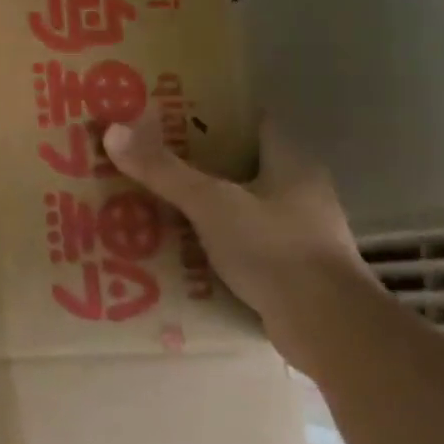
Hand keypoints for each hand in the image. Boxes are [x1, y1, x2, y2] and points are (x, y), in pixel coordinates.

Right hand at [102, 114, 369, 368]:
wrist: (330, 330)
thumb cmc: (276, 250)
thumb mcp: (211, 203)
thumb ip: (164, 170)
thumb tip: (113, 131)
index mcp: (292, 162)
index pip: (251, 122)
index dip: (212, 113)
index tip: (169, 112)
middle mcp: (301, 192)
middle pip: (240, 164)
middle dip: (196, 162)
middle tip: (147, 157)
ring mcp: (299, 234)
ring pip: (240, 206)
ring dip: (203, 205)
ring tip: (152, 200)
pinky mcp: (291, 271)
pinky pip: (242, 244)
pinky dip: (213, 242)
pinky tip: (176, 247)